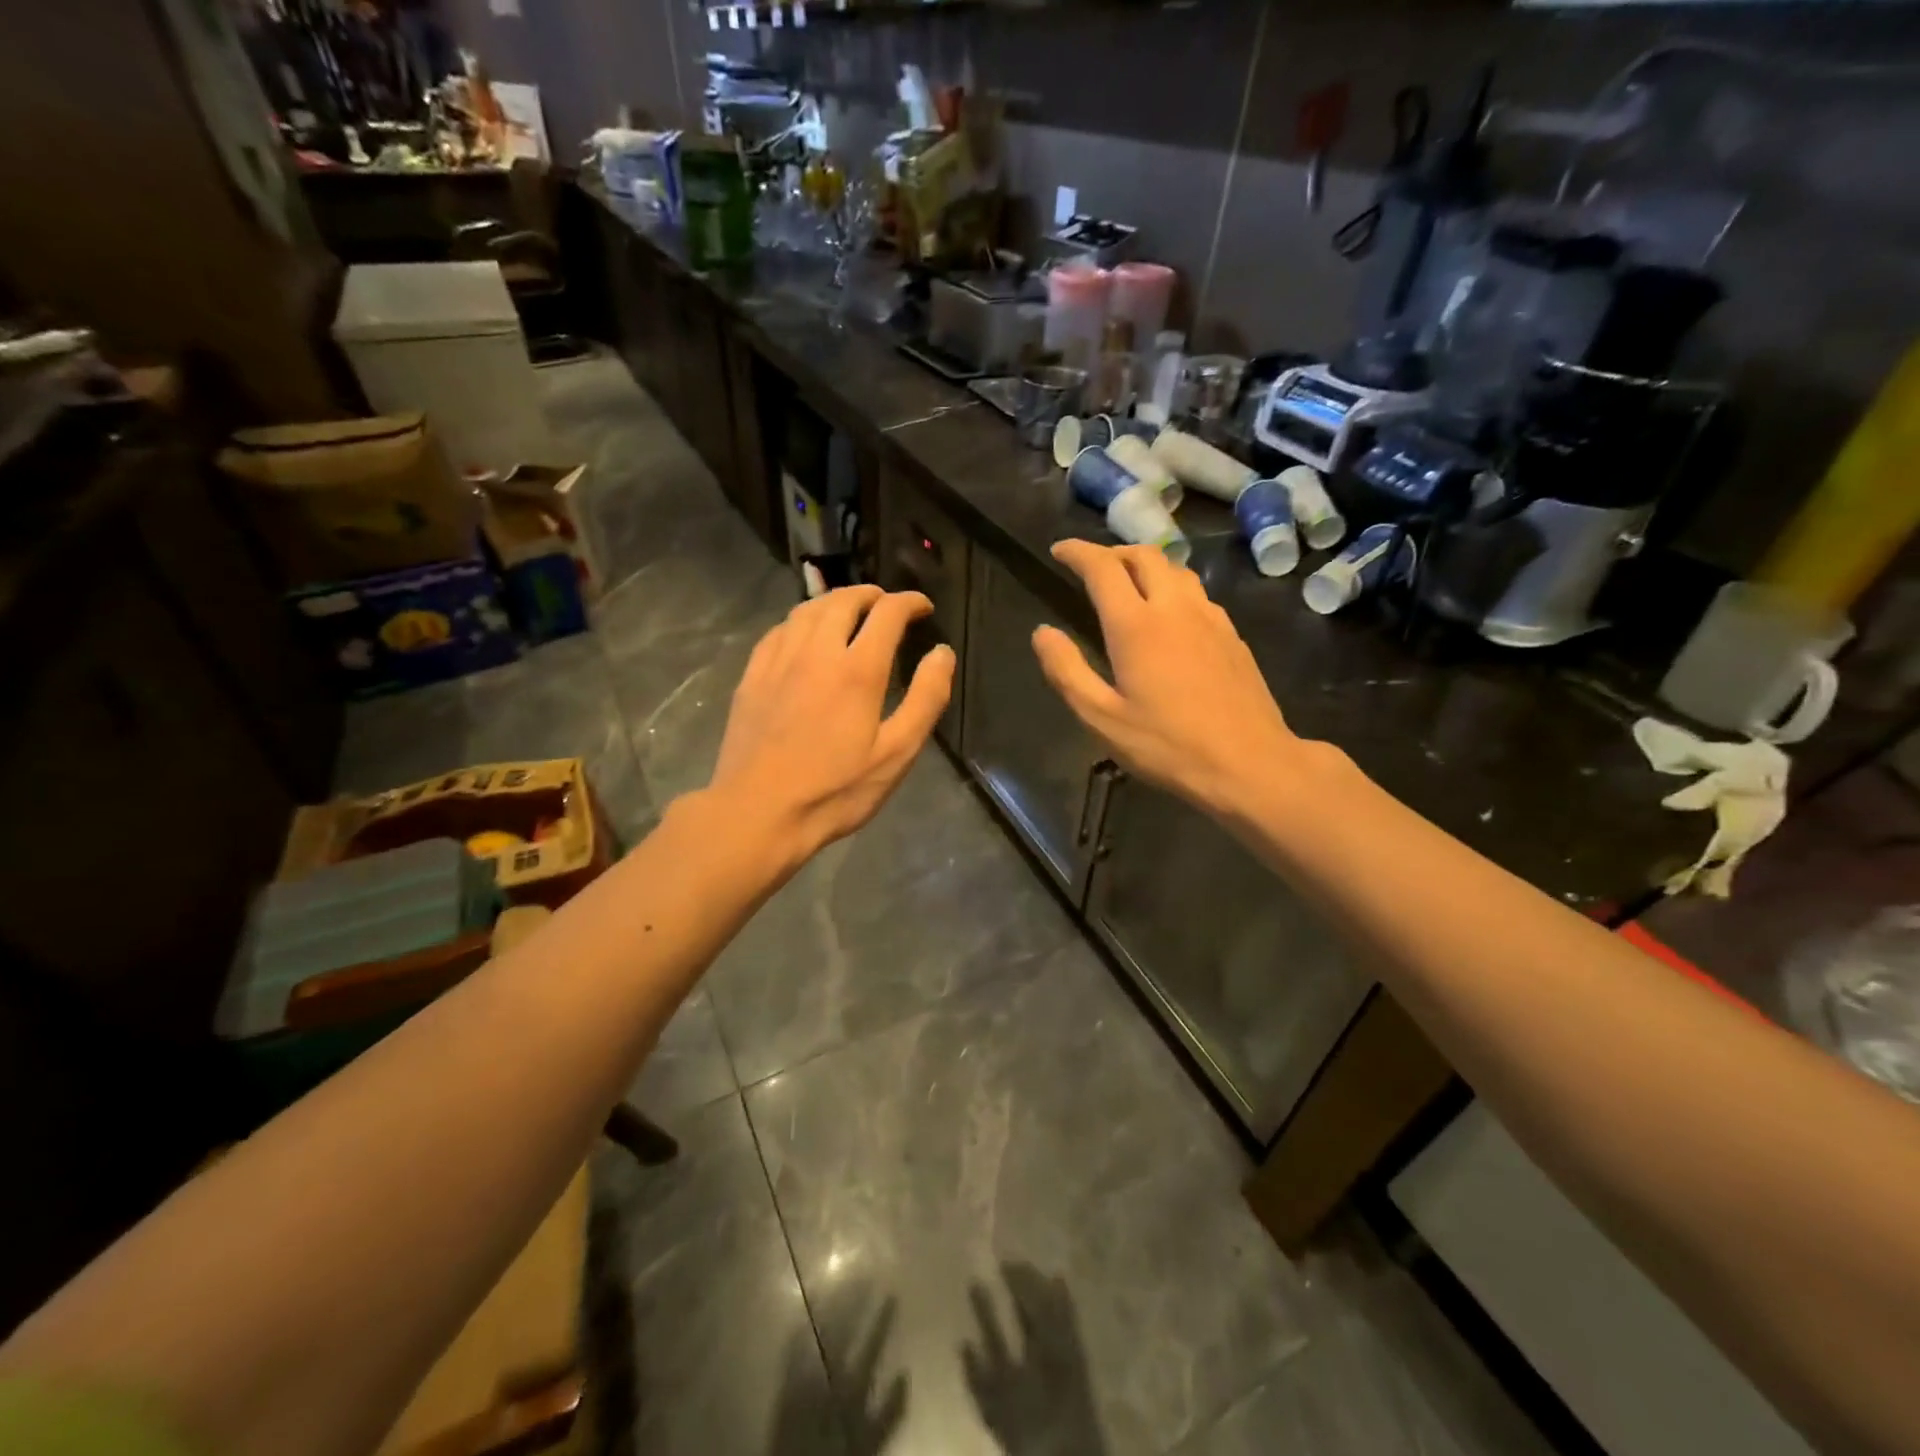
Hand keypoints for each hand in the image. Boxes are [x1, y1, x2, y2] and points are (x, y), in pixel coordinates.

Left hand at [709, 585, 953, 860]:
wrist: (757, 813)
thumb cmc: (835, 790)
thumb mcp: (896, 754)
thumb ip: (926, 699)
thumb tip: (942, 653)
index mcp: (857, 669)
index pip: (887, 613)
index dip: (910, 602)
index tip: (923, 607)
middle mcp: (816, 651)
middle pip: (844, 601)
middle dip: (871, 595)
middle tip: (887, 604)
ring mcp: (778, 661)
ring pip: (807, 609)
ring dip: (835, 601)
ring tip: (850, 610)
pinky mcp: (752, 675)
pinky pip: (779, 630)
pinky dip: (801, 620)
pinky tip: (805, 635)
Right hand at [1031, 540, 1300, 817]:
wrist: (1250, 763)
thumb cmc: (1168, 746)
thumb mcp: (1101, 718)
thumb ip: (1066, 671)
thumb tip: (1042, 633)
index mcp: (1136, 625)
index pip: (1102, 567)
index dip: (1077, 552)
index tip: (1058, 551)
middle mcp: (1175, 608)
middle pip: (1144, 555)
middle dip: (1113, 551)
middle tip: (1092, 566)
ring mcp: (1210, 618)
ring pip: (1175, 569)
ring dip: (1146, 564)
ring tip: (1128, 582)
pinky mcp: (1232, 635)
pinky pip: (1197, 593)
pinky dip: (1172, 587)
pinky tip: (1169, 615)